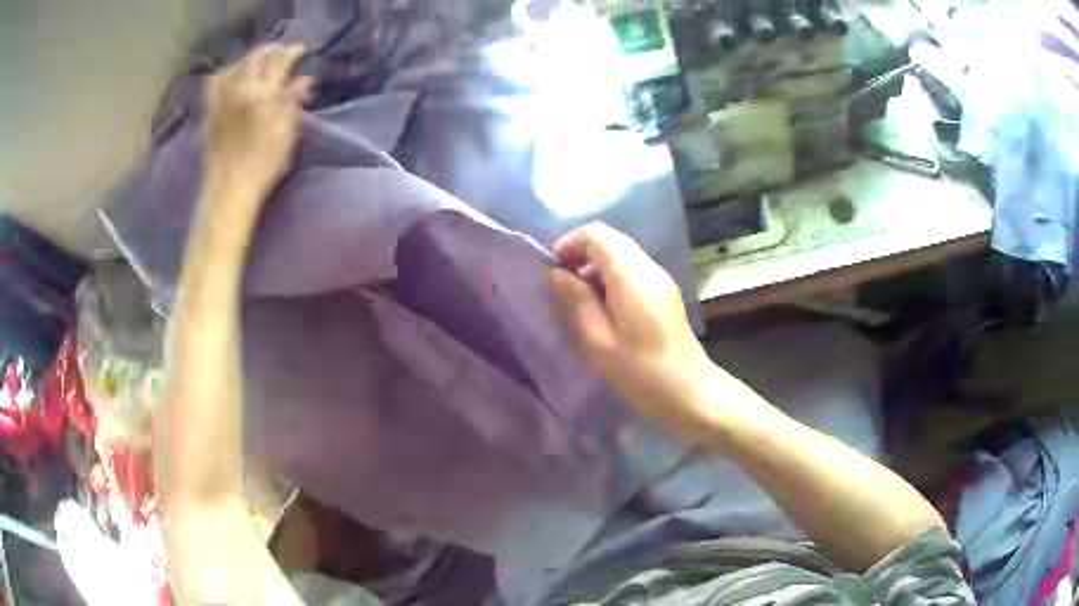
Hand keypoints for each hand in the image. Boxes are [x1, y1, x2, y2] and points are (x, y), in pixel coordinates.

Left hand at [203, 44, 312, 202]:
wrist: (228, 190)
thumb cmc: (263, 165)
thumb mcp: (286, 134)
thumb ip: (293, 101)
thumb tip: (303, 80)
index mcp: (262, 94)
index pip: (279, 60)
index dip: (291, 52)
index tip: (300, 51)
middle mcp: (239, 89)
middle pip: (256, 57)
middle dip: (271, 51)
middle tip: (282, 53)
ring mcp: (221, 98)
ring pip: (236, 65)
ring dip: (250, 58)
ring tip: (260, 63)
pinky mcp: (210, 109)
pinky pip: (217, 81)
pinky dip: (228, 72)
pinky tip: (234, 76)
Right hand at [549, 223, 721, 439]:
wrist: (690, 392)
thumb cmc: (641, 373)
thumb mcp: (598, 342)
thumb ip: (576, 301)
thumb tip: (557, 274)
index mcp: (632, 276)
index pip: (597, 235)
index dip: (570, 243)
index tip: (553, 271)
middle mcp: (649, 268)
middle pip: (610, 239)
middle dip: (581, 252)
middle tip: (562, 284)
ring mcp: (660, 279)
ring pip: (622, 253)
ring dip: (596, 265)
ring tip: (580, 298)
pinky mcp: (665, 293)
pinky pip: (632, 269)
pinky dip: (611, 276)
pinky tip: (604, 307)